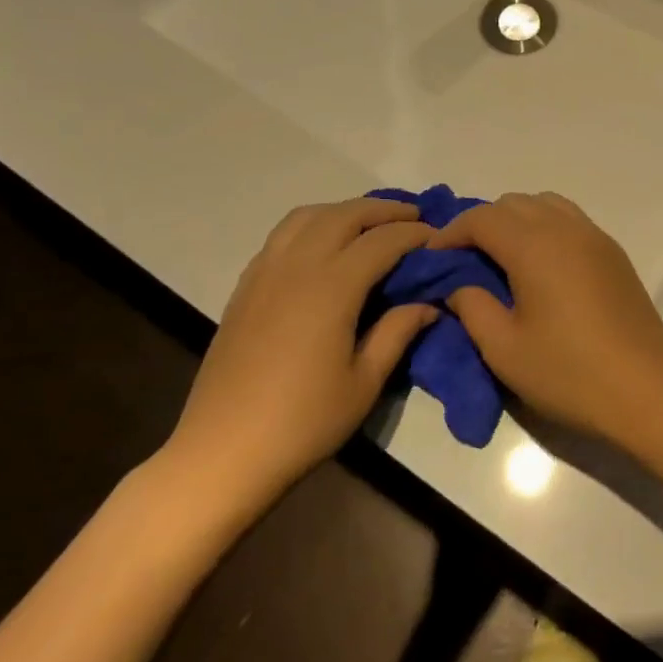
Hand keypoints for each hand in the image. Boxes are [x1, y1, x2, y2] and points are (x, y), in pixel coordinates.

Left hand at [162, 198, 435, 521]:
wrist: (223, 451)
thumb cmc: (303, 422)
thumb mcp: (365, 382)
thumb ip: (397, 333)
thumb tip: (428, 305)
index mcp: (330, 289)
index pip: (380, 242)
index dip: (414, 234)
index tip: (439, 236)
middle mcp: (295, 268)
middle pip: (342, 216)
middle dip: (382, 210)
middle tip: (413, 217)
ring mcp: (263, 274)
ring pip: (306, 217)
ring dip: (344, 211)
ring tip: (371, 223)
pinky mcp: (244, 289)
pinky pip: (282, 237)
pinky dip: (312, 226)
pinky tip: (325, 247)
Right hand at [426, 192, 662, 444]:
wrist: (645, 391)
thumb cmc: (569, 373)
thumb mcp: (504, 349)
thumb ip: (472, 307)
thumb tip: (459, 286)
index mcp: (536, 246)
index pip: (483, 217)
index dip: (451, 233)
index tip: (433, 259)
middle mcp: (568, 229)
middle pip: (515, 203)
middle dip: (483, 223)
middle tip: (464, 260)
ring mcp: (597, 239)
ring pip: (547, 205)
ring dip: (517, 221)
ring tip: (502, 259)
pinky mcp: (616, 255)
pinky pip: (572, 222)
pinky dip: (547, 229)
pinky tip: (541, 268)